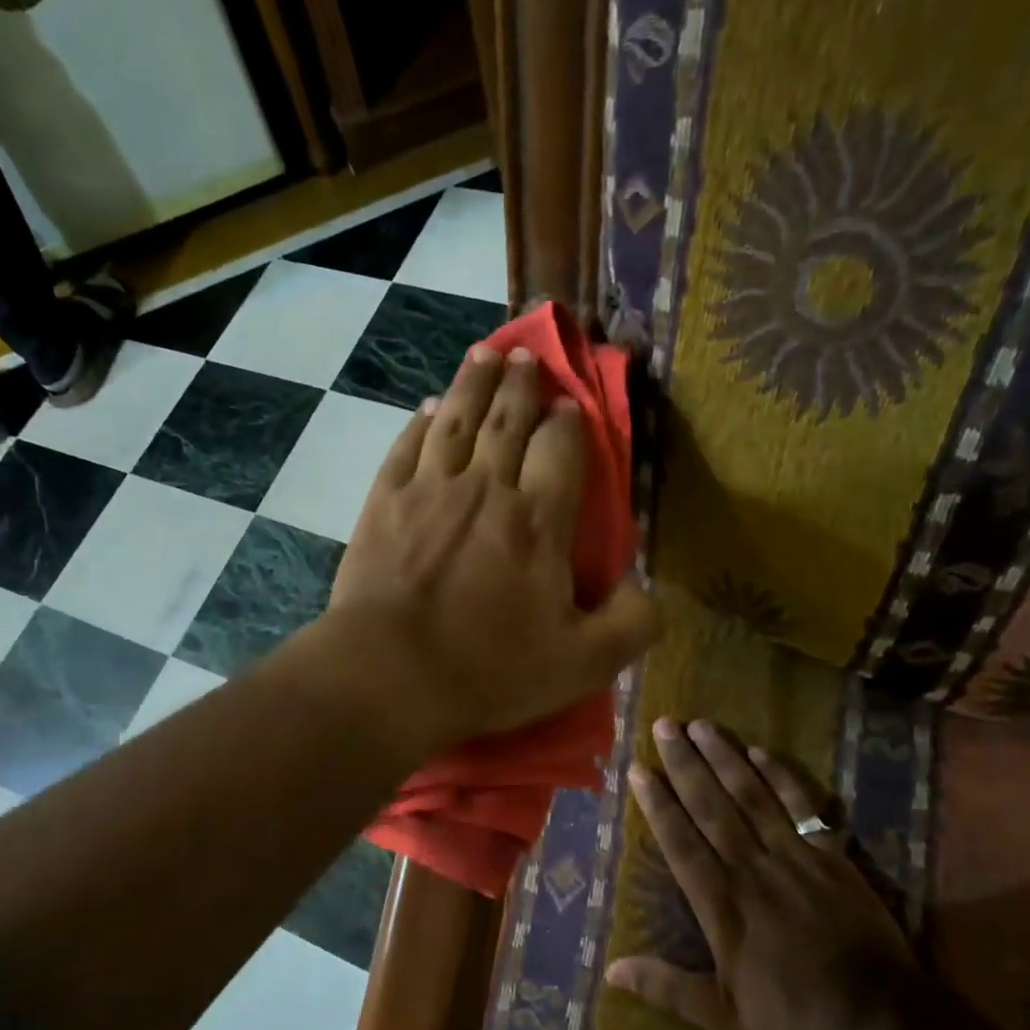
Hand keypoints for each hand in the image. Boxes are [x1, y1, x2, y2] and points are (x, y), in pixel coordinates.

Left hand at [327, 344, 658, 751]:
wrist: (390, 675)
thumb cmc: (489, 671)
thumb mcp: (583, 663)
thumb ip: (632, 622)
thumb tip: (646, 586)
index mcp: (538, 521)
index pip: (560, 450)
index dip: (568, 422)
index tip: (570, 406)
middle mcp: (486, 488)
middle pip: (508, 420)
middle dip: (522, 385)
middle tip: (526, 358)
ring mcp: (429, 489)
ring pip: (458, 418)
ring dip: (474, 382)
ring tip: (485, 355)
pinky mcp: (384, 502)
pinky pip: (408, 445)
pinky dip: (422, 421)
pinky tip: (430, 408)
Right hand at [605, 719, 916, 1029]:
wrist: (880, 1018)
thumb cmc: (795, 1016)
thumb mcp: (724, 1016)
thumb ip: (668, 987)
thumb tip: (610, 970)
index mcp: (721, 902)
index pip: (680, 840)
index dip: (657, 803)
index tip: (639, 768)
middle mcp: (751, 867)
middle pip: (711, 805)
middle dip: (684, 763)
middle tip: (664, 725)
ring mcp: (793, 856)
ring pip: (751, 795)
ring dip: (724, 757)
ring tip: (701, 725)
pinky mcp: (831, 855)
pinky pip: (802, 806)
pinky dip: (781, 777)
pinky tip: (760, 751)